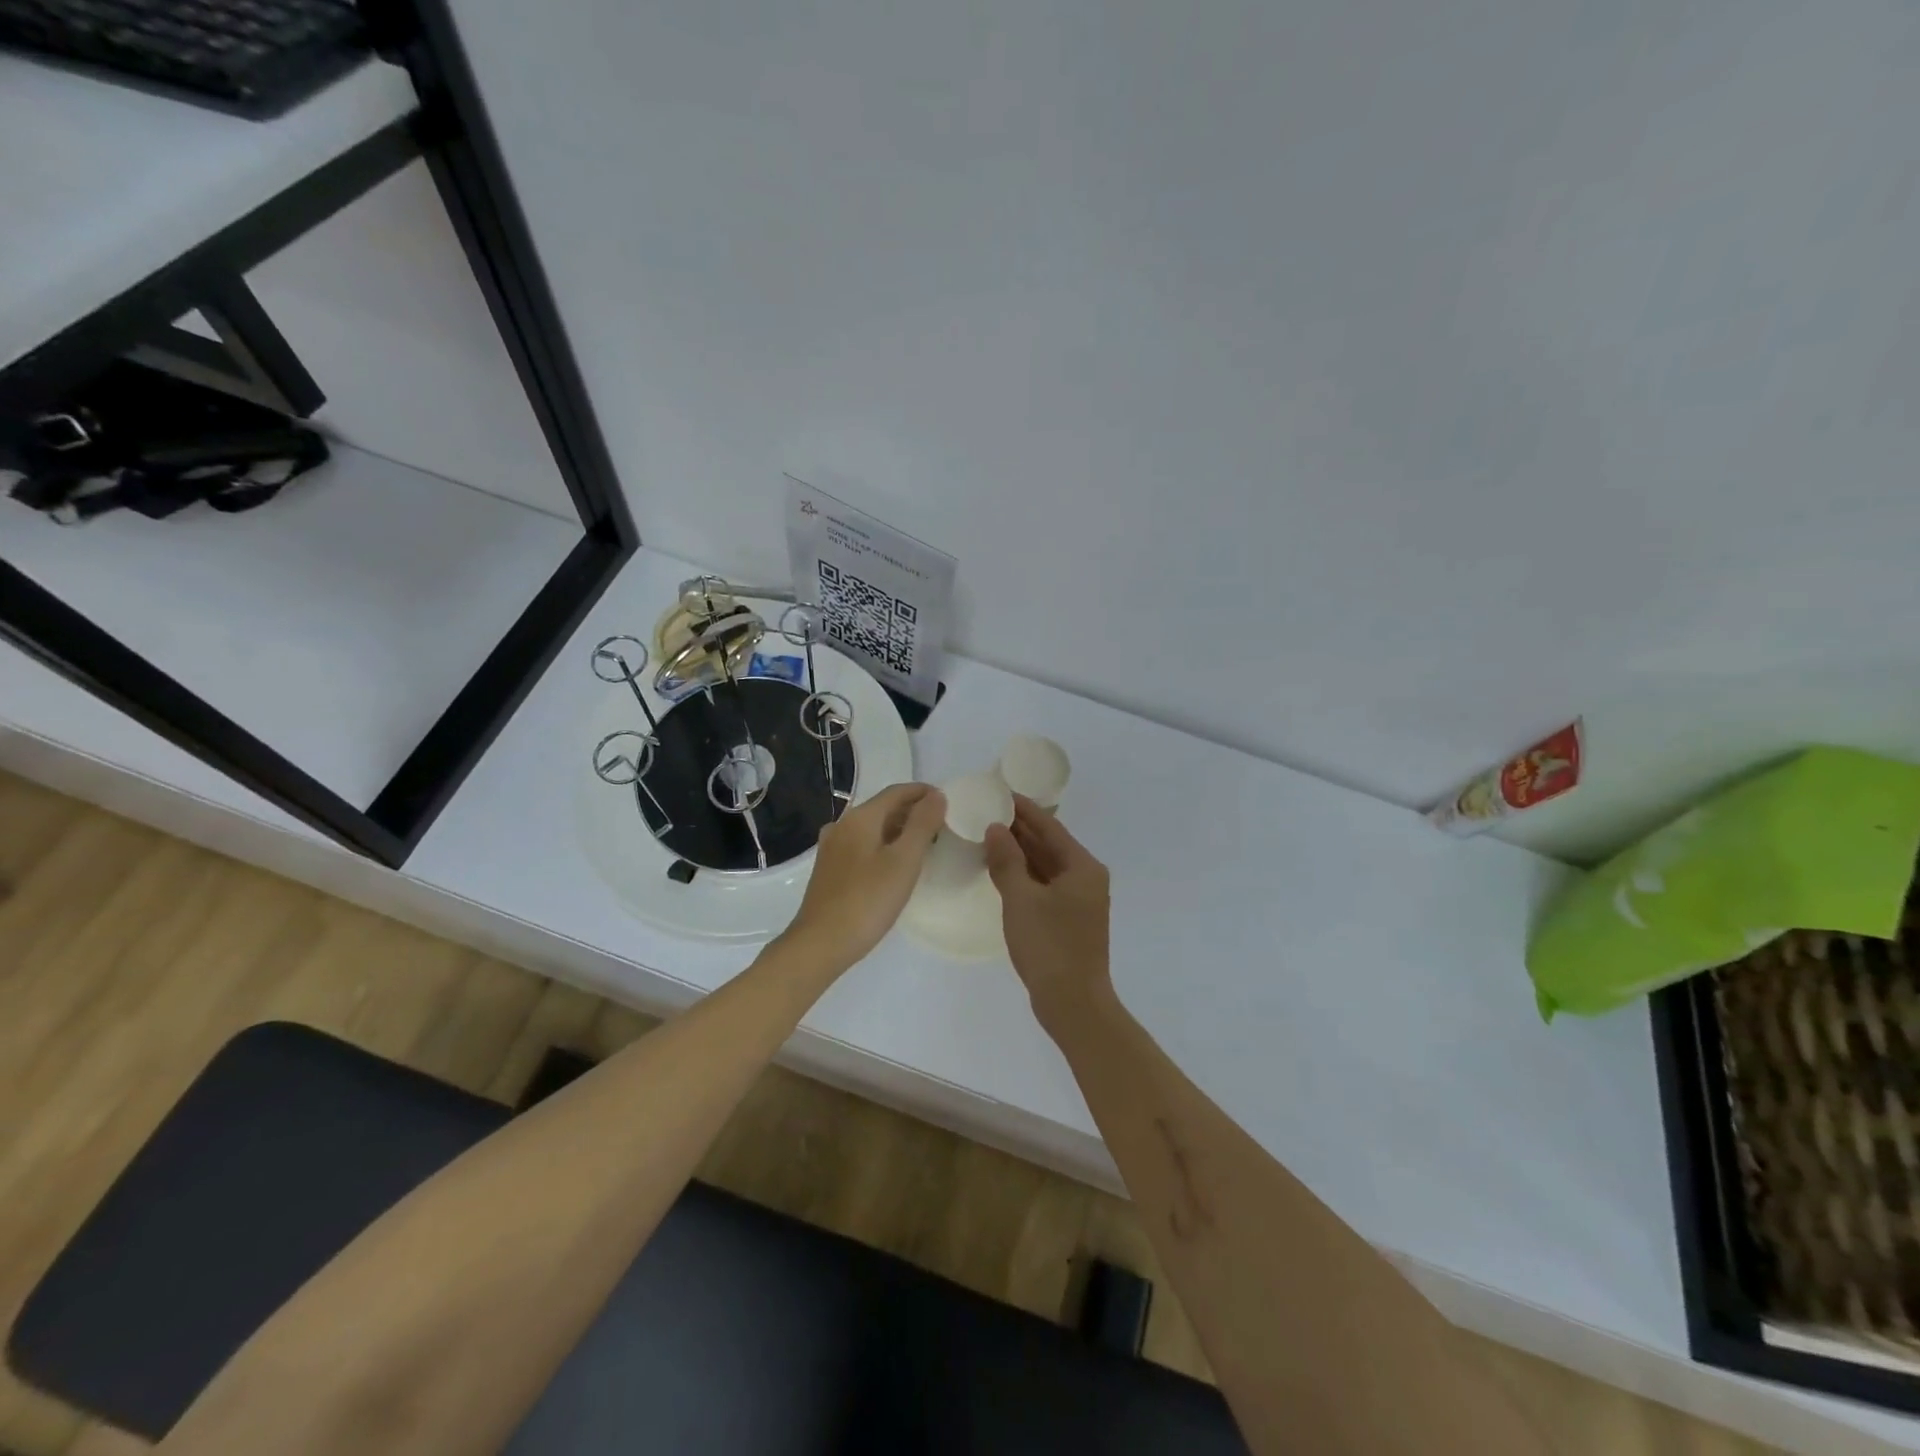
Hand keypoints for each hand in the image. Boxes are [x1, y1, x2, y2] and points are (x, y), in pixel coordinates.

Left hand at [784, 783, 946, 971]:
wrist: (821, 943)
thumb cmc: (868, 901)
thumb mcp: (904, 861)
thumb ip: (923, 824)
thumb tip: (936, 796)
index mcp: (860, 818)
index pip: (896, 792)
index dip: (923, 793)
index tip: (948, 802)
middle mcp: (842, 825)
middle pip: (883, 808)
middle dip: (913, 811)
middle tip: (942, 826)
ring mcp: (832, 848)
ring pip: (872, 828)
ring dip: (899, 829)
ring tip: (925, 845)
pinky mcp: (829, 869)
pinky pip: (862, 845)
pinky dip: (884, 845)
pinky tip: (896, 864)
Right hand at [985, 797, 1111, 1021]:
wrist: (1073, 1003)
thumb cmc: (1049, 945)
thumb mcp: (1021, 899)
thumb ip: (1007, 860)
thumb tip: (996, 828)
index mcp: (1082, 867)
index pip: (1050, 827)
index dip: (1024, 809)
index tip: (1001, 792)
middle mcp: (1086, 878)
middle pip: (1050, 845)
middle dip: (1020, 830)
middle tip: (988, 812)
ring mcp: (1080, 900)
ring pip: (1047, 866)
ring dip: (1021, 853)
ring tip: (989, 836)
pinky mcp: (1069, 919)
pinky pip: (1045, 885)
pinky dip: (1025, 876)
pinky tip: (1002, 871)